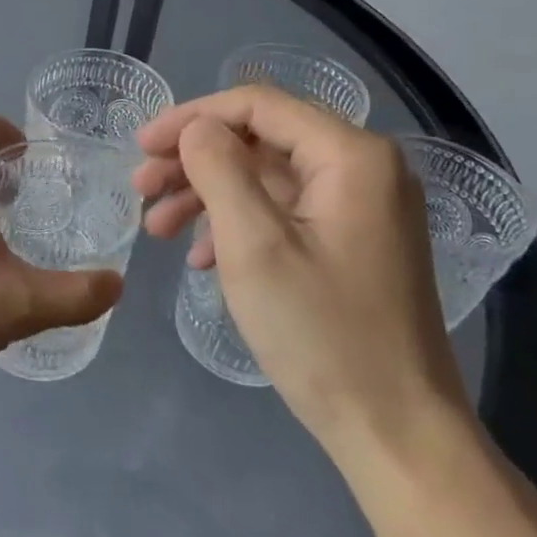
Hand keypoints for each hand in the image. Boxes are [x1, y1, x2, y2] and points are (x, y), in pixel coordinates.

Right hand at [133, 87, 474, 469]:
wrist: (395, 431)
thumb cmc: (321, 333)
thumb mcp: (254, 245)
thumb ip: (219, 169)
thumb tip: (197, 127)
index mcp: (351, 156)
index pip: (258, 105)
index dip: (191, 117)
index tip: (141, 145)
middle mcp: (364, 168)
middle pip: (261, 138)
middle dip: (194, 159)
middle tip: (140, 188)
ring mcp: (361, 207)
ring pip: (266, 176)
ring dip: (207, 193)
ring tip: (157, 228)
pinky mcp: (352, 241)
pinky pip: (283, 211)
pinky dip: (236, 223)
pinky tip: (200, 256)